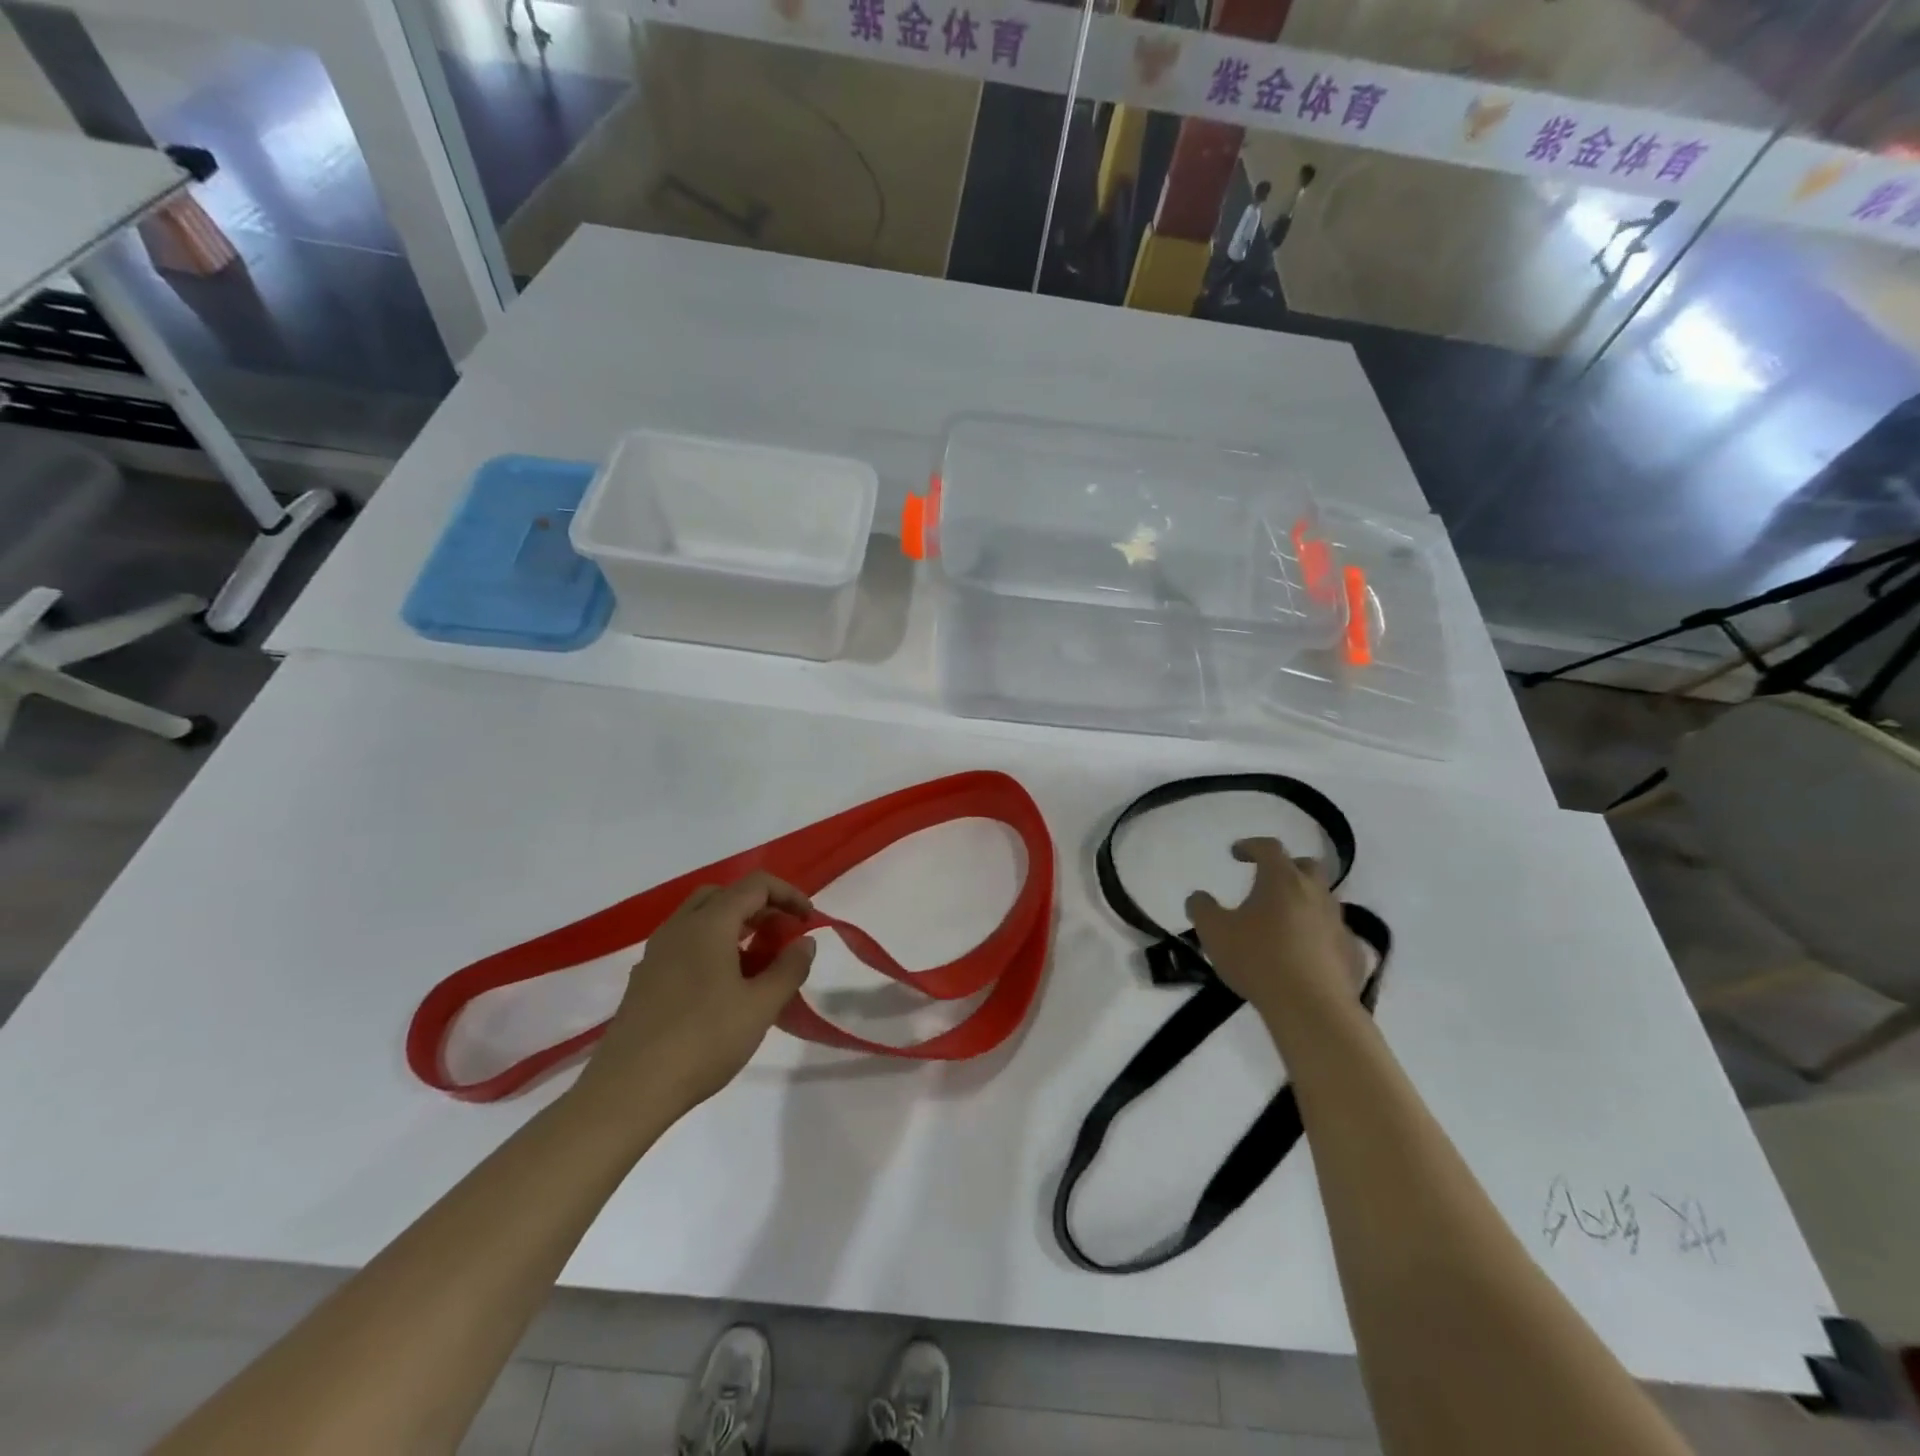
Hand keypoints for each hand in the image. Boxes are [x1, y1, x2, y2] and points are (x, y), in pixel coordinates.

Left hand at [576, 872, 815, 1115]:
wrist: (628, 1091)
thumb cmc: (703, 1041)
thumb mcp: (760, 1006)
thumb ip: (789, 968)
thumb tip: (804, 942)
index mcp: (708, 924)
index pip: (755, 885)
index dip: (788, 894)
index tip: (809, 921)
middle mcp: (678, 927)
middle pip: (724, 895)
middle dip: (758, 907)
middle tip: (781, 936)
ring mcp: (655, 953)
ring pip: (700, 919)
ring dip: (734, 927)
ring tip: (757, 964)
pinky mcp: (644, 980)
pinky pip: (683, 945)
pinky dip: (711, 948)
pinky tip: (722, 988)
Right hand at [1185, 838, 1364, 1019]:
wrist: (1312, 1008)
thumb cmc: (1258, 960)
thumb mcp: (1213, 932)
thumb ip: (1201, 908)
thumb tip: (1198, 897)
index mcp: (1282, 880)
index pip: (1269, 847)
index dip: (1251, 845)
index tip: (1236, 853)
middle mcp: (1316, 893)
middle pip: (1307, 866)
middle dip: (1287, 867)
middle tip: (1268, 881)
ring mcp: (1339, 923)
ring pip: (1324, 900)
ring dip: (1305, 902)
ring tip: (1284, 921)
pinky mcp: (1353, 953)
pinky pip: (1335, 934)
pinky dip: (1320, 935)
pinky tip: (1306, 953)